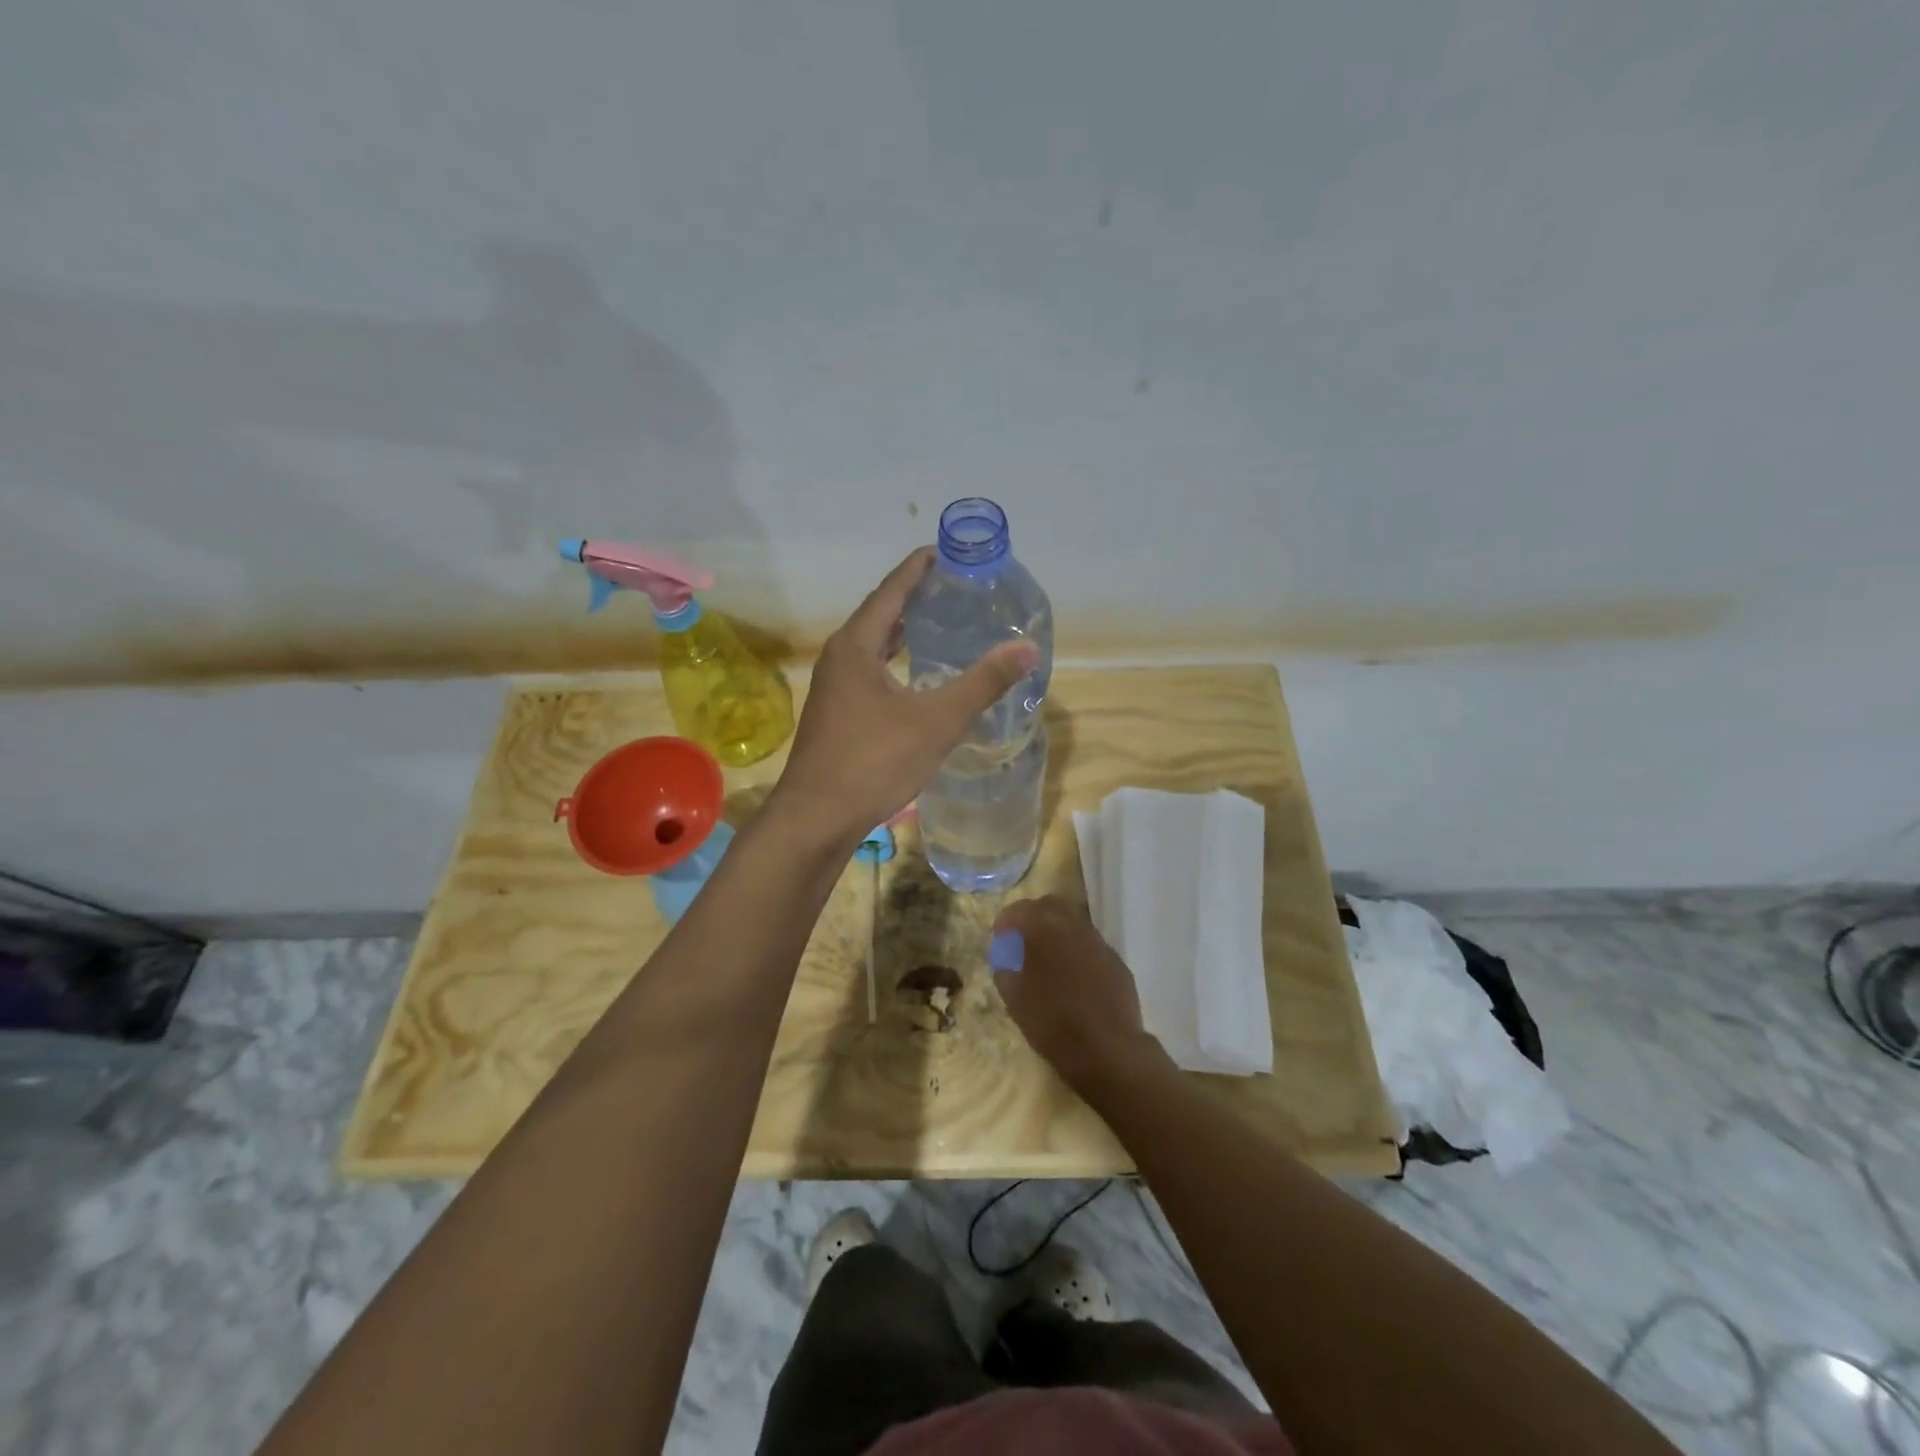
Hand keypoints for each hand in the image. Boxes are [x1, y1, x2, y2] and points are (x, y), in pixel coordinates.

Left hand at [771, 548, 1038, 844]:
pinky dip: (893, 660)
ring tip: (937, 623)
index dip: (918, 569)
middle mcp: (839, 658)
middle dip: (913, 597)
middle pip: (879, 614)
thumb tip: (1027, 647)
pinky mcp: (835, 713)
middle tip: (952, 587)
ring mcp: (832, 687)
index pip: (891, 592)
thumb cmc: (874, 761)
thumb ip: (983, 683)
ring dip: (902, 630)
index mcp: (856, 646)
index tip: (945, 551)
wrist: (817, 818)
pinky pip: (868, 670)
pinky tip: (913, 676)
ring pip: (871, 646)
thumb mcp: (937, 721)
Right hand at [991, 896, 1163, 1095]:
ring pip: (1075, 922)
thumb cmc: (1052, 1023)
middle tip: (1023, 939)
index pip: (1021, 910)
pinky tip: (1074, 976)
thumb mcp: (1015, 999)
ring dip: (1058, 931)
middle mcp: (1074, 927)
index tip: (1000, 937)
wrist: (1107, 1049)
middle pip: (1051, 905)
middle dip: (1034, 916)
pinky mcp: (1117, 962)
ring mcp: (1099, 943)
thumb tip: (1005, 959)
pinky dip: (1077, 951)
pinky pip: (1092, 946)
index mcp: (1045, 930)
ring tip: (1048, 958)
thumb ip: (1005, 970)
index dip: (1007, 920)